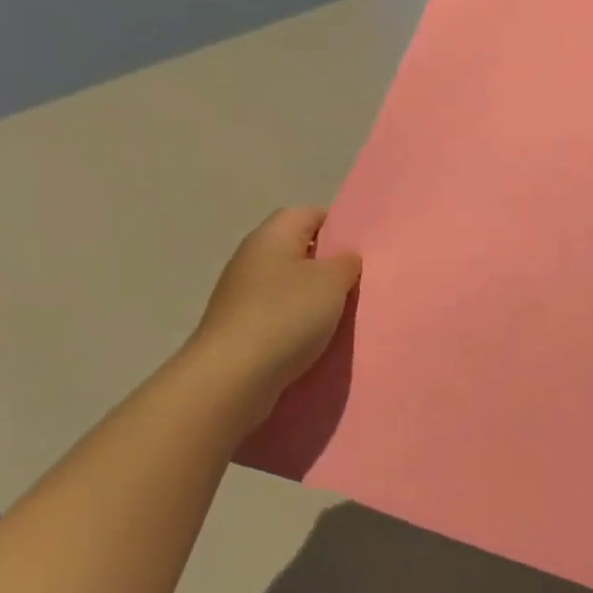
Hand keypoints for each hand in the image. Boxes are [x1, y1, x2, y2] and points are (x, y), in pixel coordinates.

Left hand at [181, 207, 360, 407]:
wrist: (230, 379)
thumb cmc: (285, 316)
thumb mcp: (332, 281)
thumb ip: (346, 262)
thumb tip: (345, 258)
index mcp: (272, 235)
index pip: (310, 213)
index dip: (339, 225)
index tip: (362, 248)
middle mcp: (252, 257)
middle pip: (298, 249)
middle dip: (328, 265)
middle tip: (358, 282)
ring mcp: (241, 294)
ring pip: (289, 285)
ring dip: (314, 298)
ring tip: (342, 314)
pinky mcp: (238, 327)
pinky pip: (277, 315)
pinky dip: (297, 324)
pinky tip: (315, 340)